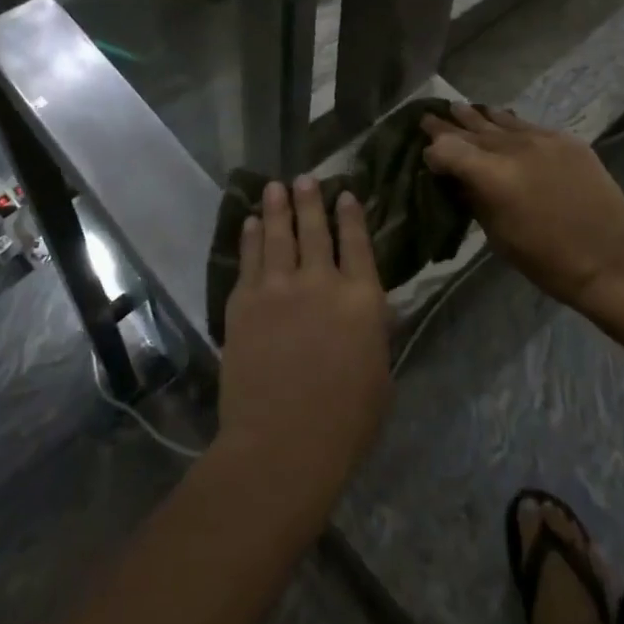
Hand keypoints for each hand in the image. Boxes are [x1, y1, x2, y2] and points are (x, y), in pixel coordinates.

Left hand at [217, 177, 390, 522]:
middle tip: (306, 179)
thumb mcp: (379, 375)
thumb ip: (373, 331)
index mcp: (362, 299)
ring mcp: (278, 288)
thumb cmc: (344, 423)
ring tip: (276, 186)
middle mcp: (321, 281)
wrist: (281, 445)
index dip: (352, 216)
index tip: (345, 194)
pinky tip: (251, 223)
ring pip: (279, 235)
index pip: (358, 243)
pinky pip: (249, 259)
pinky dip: (250, 237)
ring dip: (278, 207)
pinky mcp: (244, 302)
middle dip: (312, 201)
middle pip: (316, 230)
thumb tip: (369, 306)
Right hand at [421, 104, 623, 309]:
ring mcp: (542, 139)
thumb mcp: (497, 236)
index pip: (447, 148)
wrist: (612, 258)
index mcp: (492, 174)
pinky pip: (528, 125)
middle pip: (471, 128)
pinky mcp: (566, 140)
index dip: (433, 151)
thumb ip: (474, 199)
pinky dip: (510, 123)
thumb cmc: (548, 260)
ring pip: (500, 119)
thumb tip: (458, 180)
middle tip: (428, 116)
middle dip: (448, 124)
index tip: (427, 157)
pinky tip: (502, 119)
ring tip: (460, 107)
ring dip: (477, 116)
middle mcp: (514, 147)